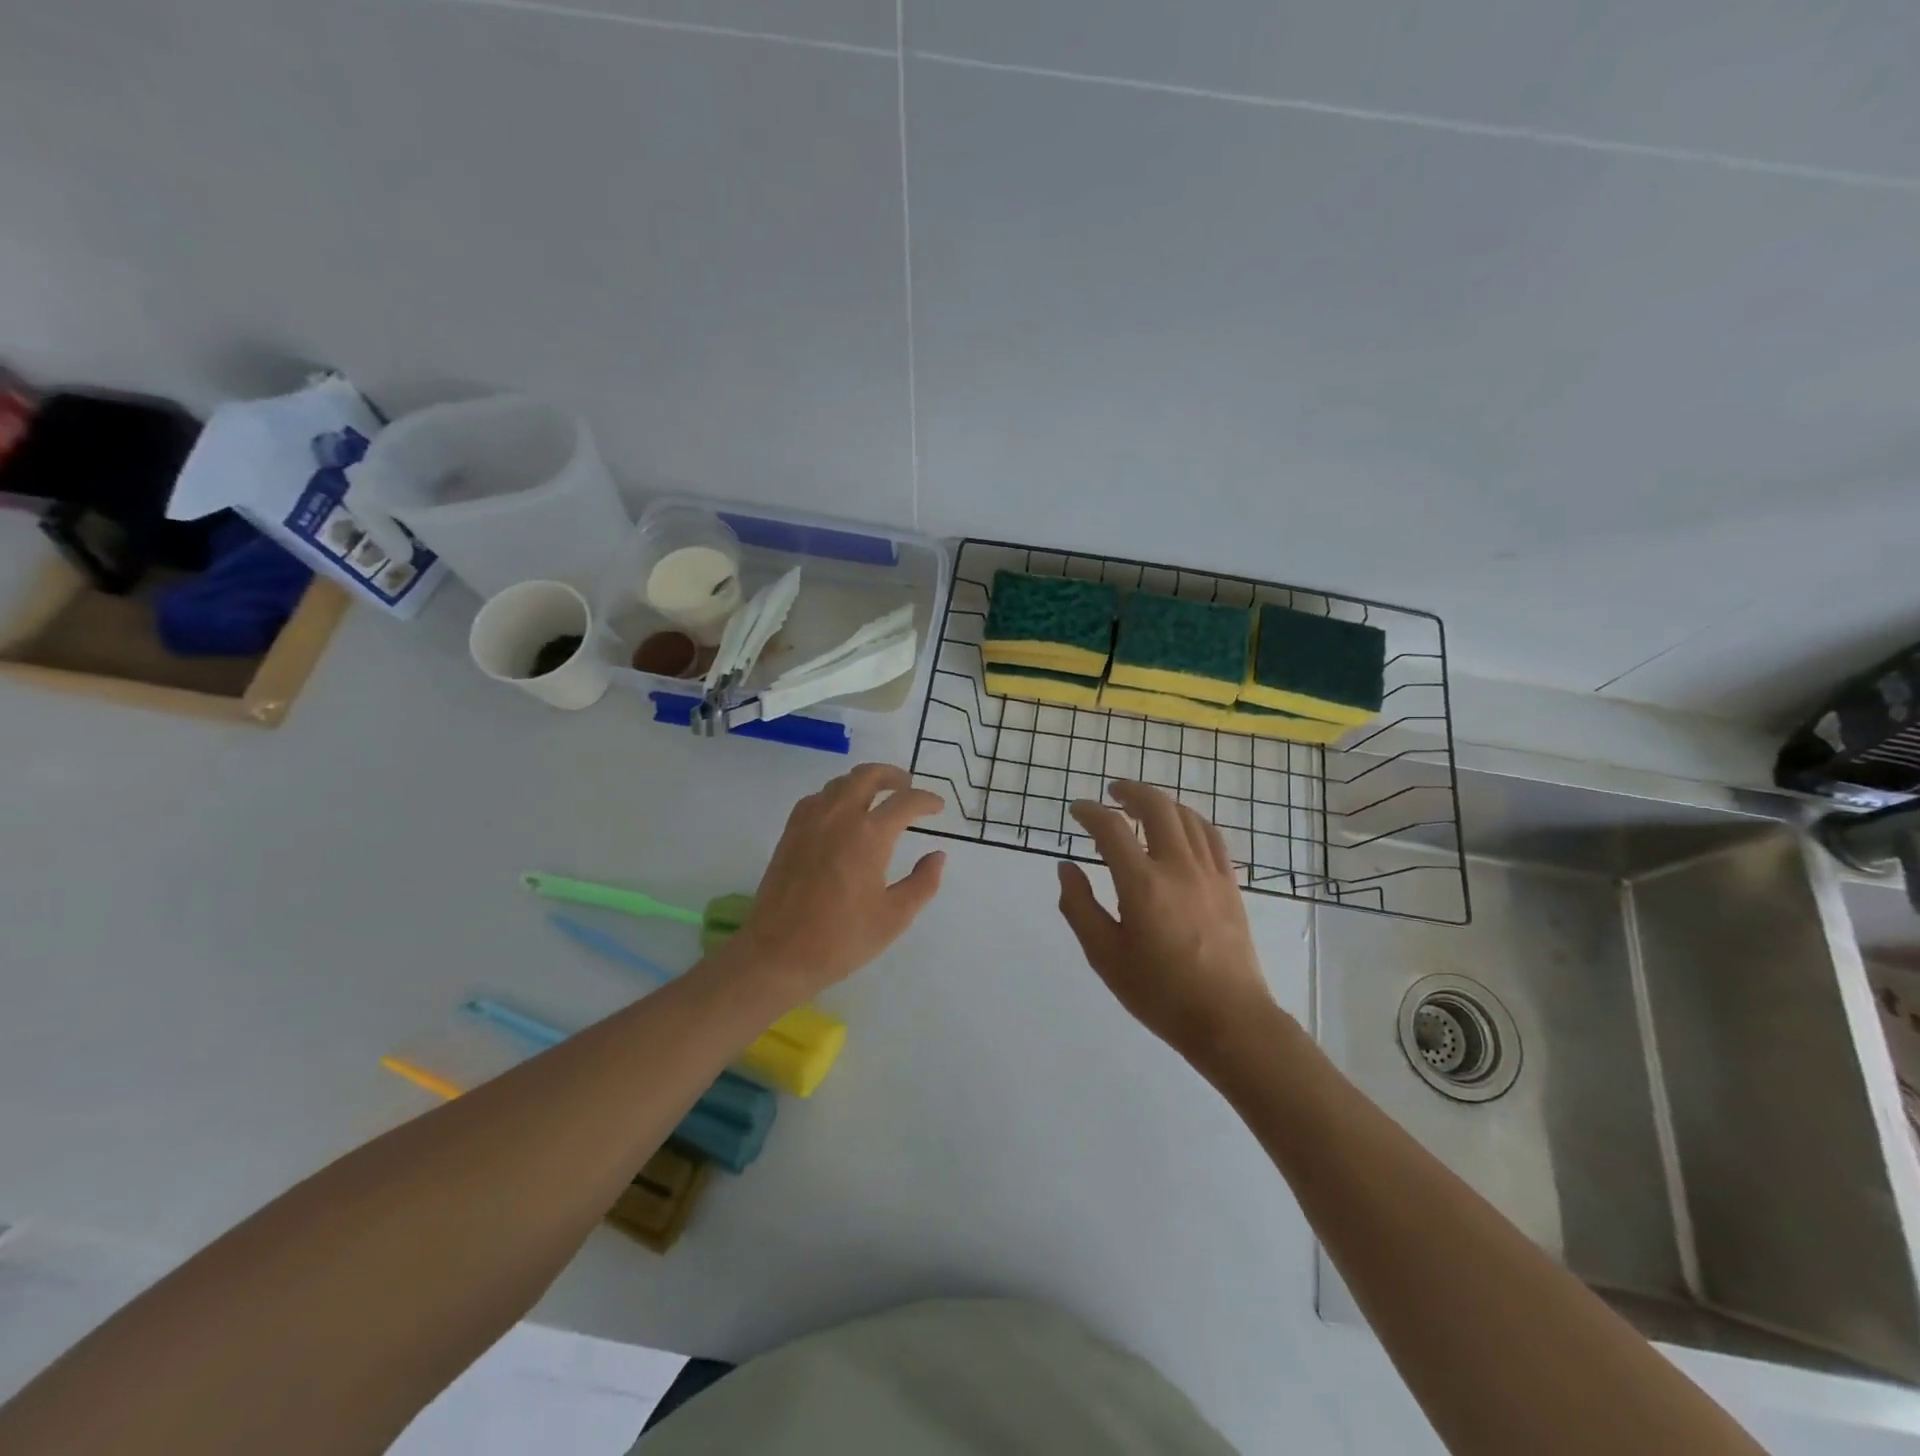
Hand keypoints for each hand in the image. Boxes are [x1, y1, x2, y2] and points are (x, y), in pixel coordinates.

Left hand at [727, 763, 946, 999]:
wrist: (777, 954)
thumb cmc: (841, 939)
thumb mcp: (894, 917)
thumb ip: (922, 883)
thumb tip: (937, 856)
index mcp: (869, 835)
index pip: (905, 802)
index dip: (926, 800)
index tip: (938, 807)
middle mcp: (839, 817)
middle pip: (868, 775)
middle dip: (893, 776)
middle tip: (908, 786)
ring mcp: (810, 822)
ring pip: (840, 783)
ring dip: (864, 782)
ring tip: (878, 797)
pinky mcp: (790, 833)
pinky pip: (817, 798)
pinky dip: (836, 795)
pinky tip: (841, 814)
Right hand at [1057, 781, 1277, 1064]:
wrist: (1228, 1019)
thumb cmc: (1159, 992)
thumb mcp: (1104, 955)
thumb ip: (1079, 906)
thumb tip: (1066, 868)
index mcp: (1142, 884)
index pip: (1111, 828)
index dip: (1090, 812)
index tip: (1077, 810)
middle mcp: (1177, 866)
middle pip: (1156, 806)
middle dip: (1130, 791)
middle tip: (1112, 792)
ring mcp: (1209, 872)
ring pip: (1186, 816)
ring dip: (1160, 802)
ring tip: (1142, 806)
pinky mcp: (1229, 883)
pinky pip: (1211, 835)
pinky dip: (1190, 820)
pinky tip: (1182, 828)